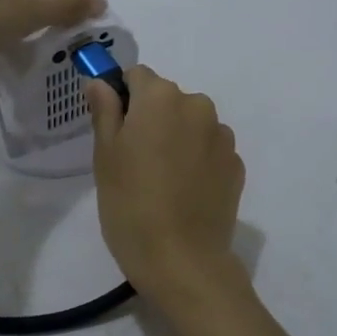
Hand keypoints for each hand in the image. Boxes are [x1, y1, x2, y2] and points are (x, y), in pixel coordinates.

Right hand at [87, 66, 246, 306]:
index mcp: (161, 98)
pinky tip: (184, 192)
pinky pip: (209, 149)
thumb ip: (105, 111)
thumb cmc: (130, 204)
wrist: (182, 260)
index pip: (137, 76)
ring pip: (190, 124)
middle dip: (150, 118)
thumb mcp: (105, 156)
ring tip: (162, 180)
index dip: (122, 98)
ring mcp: (222, 136)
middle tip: (133, 160)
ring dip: (176, 138)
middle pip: (167, 99)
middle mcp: (198, 106)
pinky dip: (196, 160)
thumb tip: (100, 82)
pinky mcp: (236, 165)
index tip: (113, 130)